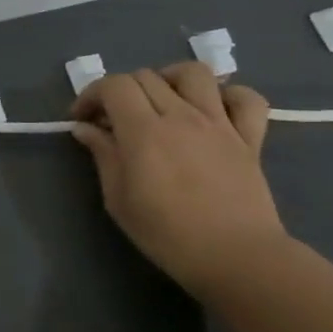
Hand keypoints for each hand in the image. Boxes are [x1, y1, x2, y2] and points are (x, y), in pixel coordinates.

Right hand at [71, 62, 285, 293]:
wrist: (235, 258)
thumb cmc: (167, 235)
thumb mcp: (118, 200)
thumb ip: (103, 156)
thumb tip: (86, 129)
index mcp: (144, 131)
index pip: (114, 85)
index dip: (92, 94)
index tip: (82, 119)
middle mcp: (181, 116)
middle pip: (146, 76)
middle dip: (121, 91)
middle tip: (114, 119)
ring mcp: (220, 123)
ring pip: (195, 73)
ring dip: (170, 78)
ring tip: (162, 100)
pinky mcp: (250, 138)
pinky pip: (247, 99)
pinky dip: (230, 95)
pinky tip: (214, 110)